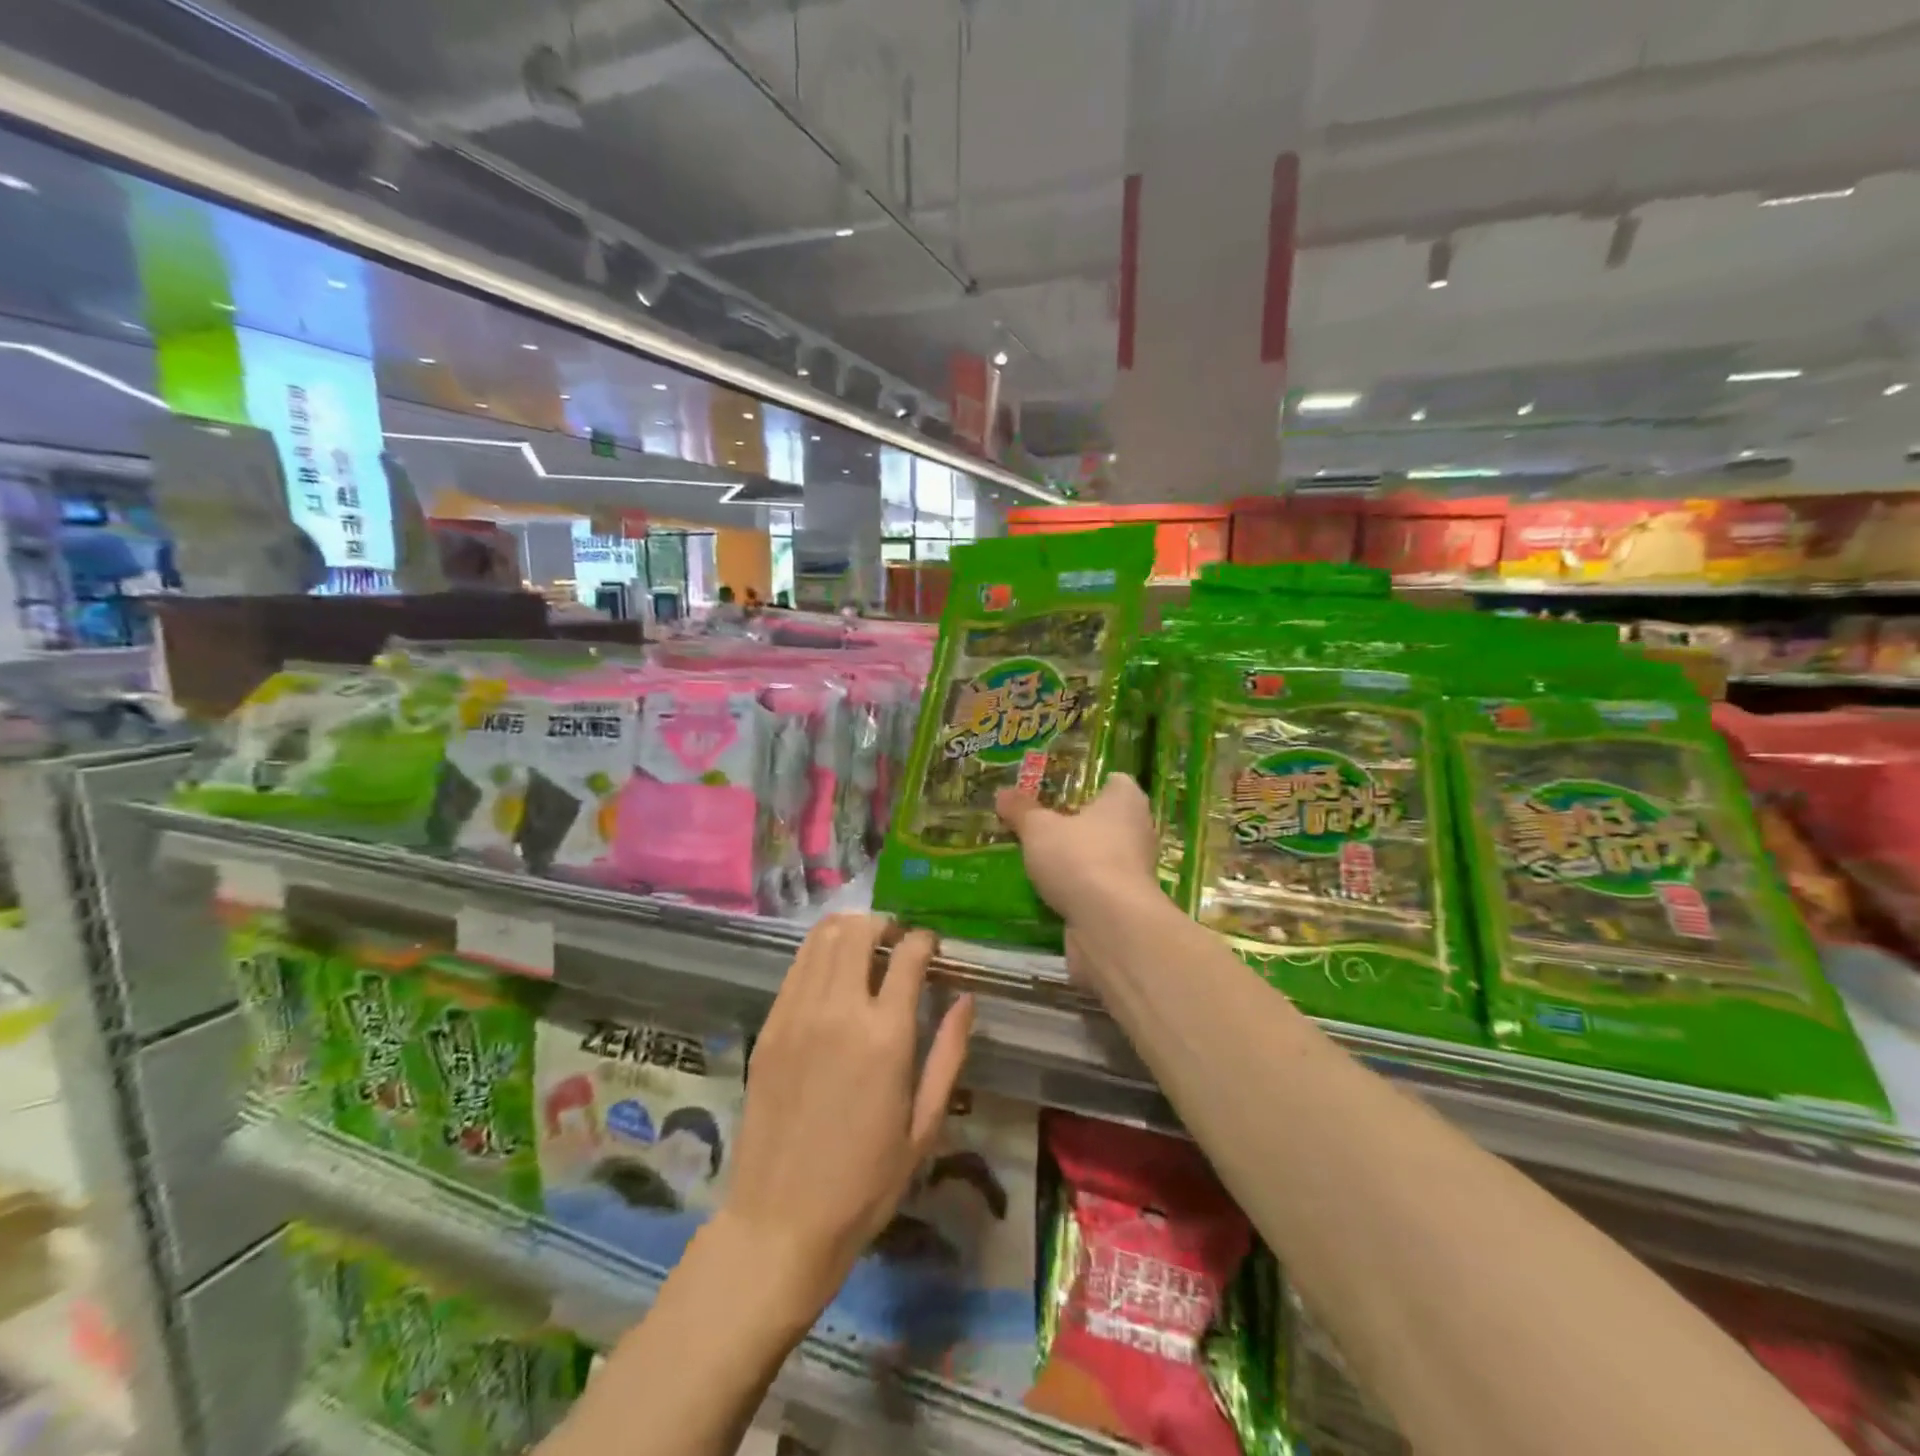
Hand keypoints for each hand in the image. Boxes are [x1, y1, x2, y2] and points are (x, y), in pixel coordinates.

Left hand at [718, 915, 974, 1321]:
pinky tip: (830, 972)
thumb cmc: (865, 1183)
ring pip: (822, 938)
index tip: (931, 946)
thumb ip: (949, 1054)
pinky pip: (796, 967)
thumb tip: (966, 999)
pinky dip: (818, 953)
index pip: (908, 955)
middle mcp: (839, 1011)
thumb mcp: (924, 1126)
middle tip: (896, 941)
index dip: (924, 940)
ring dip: (849, 929)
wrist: (780, 1221)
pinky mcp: (769, 1026)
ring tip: (864, 945)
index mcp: (886, 1036)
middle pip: (859, 931)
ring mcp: (797, 1014)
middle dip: (884, 924)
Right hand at [995, 772, 1157, 923]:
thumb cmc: (1080, 858)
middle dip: (1075, 824)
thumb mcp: (1039, 829)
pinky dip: (1076, 890)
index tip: (1057, 790)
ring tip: (1036, 859)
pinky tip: (1047, 892)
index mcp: (1126, 800)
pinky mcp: (1125, 904)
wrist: (1110, 926)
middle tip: (1038, 824)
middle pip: (1105, 820)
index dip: (1086, 784)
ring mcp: (1135, 871)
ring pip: (1099, 856)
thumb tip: (1002, 793)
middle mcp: (1138, 831)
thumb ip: (1021, 810)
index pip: (1114, 782)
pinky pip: (1096, 888)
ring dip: (1074, 860)